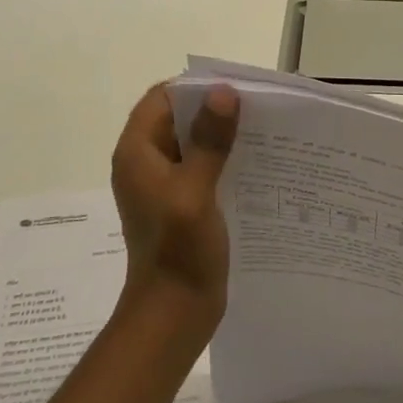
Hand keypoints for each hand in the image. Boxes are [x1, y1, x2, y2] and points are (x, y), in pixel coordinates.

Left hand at [109, 84, 239, 332]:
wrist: (173, 314)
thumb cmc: (178, 251)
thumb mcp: (195, 192)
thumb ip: (209, 142)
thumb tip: (224, 92)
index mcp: (138, 153)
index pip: (162, 98)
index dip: (195, 88)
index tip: (234, 87)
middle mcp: (146, 162)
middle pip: (179, 117)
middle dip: (215, 109)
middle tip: (258, 107)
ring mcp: (164, 184)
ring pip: (194, 142)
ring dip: (223, 135)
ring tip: (264, 131)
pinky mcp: (181, 203)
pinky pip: (203, 167)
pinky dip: (225, 159)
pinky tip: (256, 163)